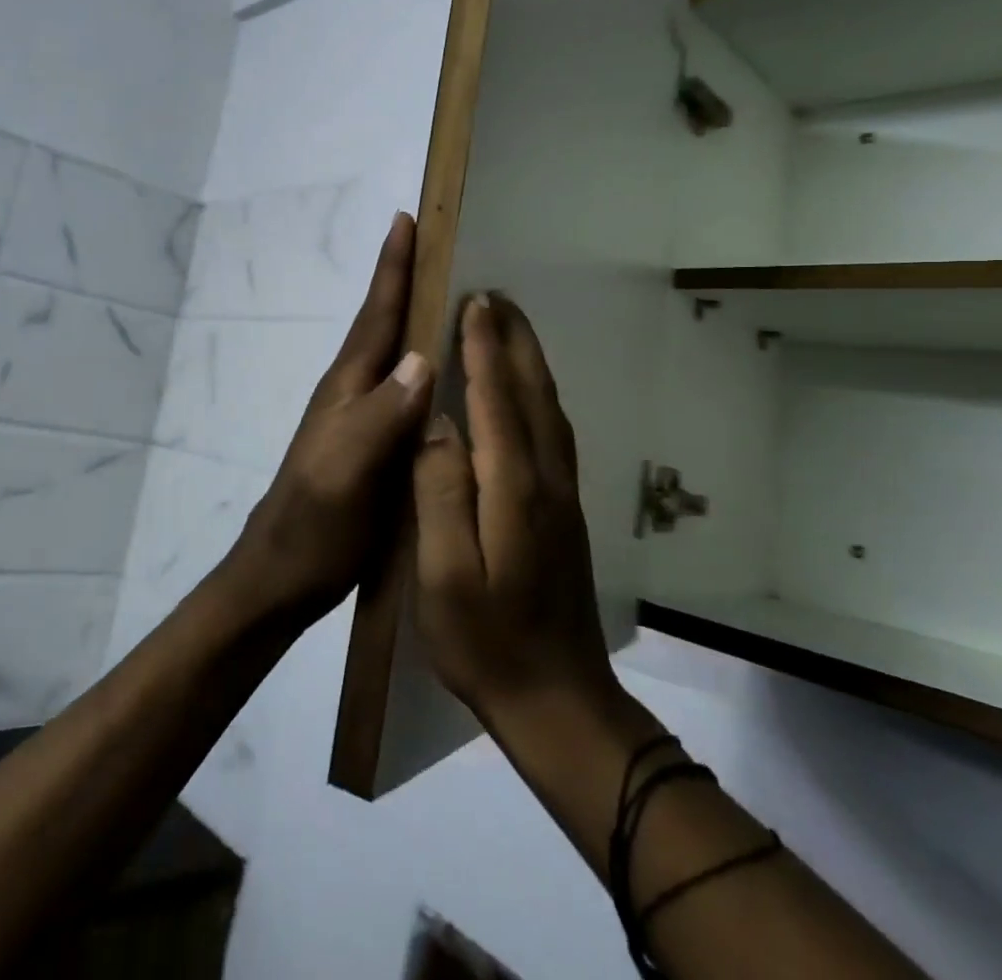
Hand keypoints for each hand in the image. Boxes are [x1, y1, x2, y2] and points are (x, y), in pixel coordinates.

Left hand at [223, 212, 434, 625]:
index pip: (376, 315)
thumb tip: (423, 357)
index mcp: (348, 388)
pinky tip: (439, 372)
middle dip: (404, 279)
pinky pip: (401, 389)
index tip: (406, 220)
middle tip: (433, 242)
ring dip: (412, 316)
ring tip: (445, 293)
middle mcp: (352, 393)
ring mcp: (357, 419)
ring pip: (390, 354)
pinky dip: (419, 364)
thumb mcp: (346, 470)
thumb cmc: (314, 525)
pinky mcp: (368, 445)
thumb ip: (381, 416)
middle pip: (382, 324)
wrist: (281, 577)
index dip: (392, 268)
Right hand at [410, 293, 620, 727]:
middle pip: (532, 393)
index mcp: (513, 489)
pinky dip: (539, 395)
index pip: (496, 401)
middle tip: (495, 297)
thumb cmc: (486, 643)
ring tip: (510, 328)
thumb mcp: (443, 577)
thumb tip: (436, 425)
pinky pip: (554, 432)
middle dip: (513, 341)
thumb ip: (440, 494)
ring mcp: (562, 496)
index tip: (474, 303)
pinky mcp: (564, 512)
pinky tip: (528, 394)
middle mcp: (545, 480)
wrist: (558, 703)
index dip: (483, 349)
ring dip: (529, 362)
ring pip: (548, 409)